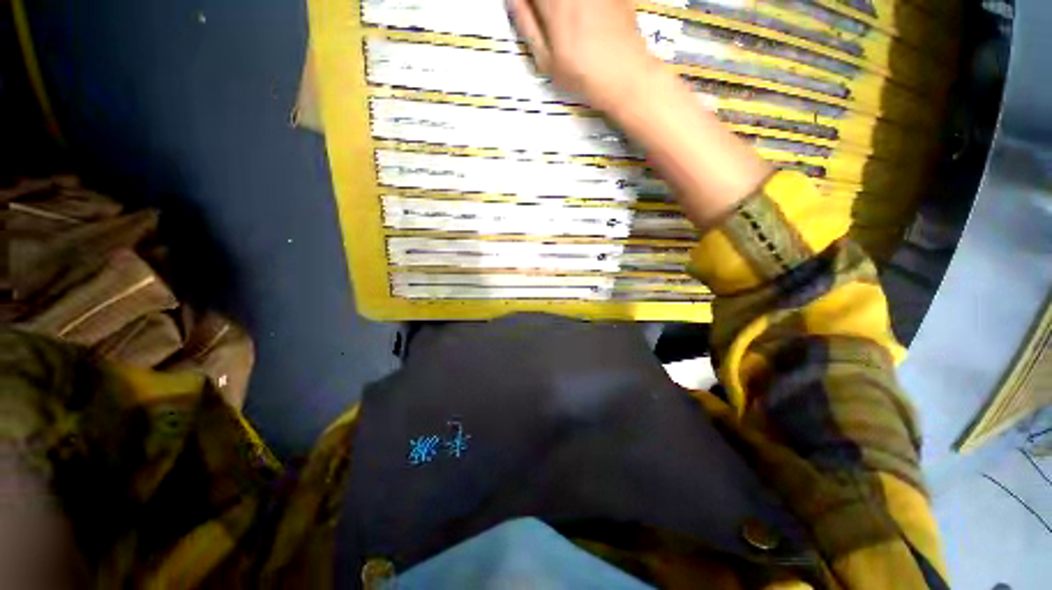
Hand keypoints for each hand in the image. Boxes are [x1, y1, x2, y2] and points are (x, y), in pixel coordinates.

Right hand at [508, 0, 660, 110]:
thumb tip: (514, 0)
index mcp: (553, 3)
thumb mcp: (546, 61)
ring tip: (562, 23)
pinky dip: (581, 8)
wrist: (624, 75)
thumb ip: (527, 25)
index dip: (525, 2)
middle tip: (543, 18)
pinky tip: (582, 19)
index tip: (526, 10)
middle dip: (542, 5)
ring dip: (560, 7)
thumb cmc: (582, 74)